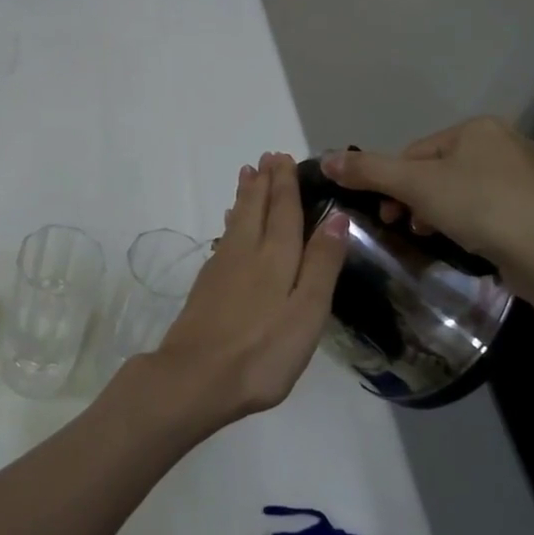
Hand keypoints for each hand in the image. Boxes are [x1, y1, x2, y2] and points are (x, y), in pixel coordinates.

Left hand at [122, 152, 346, 433]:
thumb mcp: (307, 312)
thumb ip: (321, 264)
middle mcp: (246, 253)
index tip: (284, 158)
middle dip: (263, 182)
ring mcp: (222, 269)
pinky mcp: (207, 286)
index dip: (285, 184)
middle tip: (266, 157)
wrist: (196, 377)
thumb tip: (336, 217)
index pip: (284, 211)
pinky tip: (231, 226)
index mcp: (275, 257)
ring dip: (245, 196)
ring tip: (247, 175)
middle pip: (256, 209)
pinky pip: (225, 239)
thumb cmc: (262, 351)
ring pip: (237, 221)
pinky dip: (232, 223)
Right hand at [319, 117, 533, 294]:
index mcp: (479, 127)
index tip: (389, 214)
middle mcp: (508, 141)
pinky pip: (491, 206)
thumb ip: (368, 170)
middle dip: (417, 199)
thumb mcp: (414, 186)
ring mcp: (529, 174)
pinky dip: (471, 221)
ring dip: (440, 211)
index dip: (395, 183)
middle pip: (439, 169)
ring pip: (464, 189)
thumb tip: (325, 160)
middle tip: (408, 227)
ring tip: (434, 236)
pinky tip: (468, 241)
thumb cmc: (479, 208)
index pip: (416, 152)